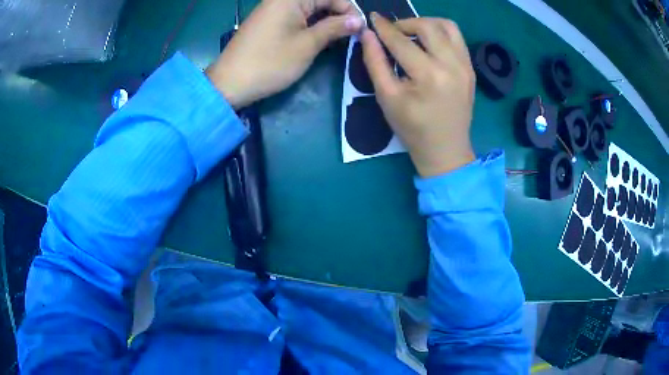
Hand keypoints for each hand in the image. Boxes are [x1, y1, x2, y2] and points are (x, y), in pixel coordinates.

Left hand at [206, 0, 363, 108]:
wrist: (229, 83)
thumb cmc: (270, 63)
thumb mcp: (307, 45)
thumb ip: (334, 28)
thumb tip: (359, 21)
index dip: (349, 10)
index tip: (359, 29)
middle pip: (319, 0)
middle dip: (338, 14)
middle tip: (350, 35)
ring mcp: (273, 9)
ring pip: (309, 8)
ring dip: (325, 20)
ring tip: (337, 38)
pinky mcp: (268, 21)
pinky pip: (296, 15)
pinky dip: (310, 24)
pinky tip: (318, 37)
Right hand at [361, 13, 475, 177]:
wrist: (446, 150)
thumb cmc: (412, 129)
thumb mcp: (387, 97)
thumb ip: (375, 62)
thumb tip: (367, 34)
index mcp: (428, 75)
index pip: (401, 41)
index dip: (383, 27)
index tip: (372, 18)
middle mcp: (452, 65)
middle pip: (428, 26)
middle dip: (405, 23)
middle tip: (392, 31)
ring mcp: (466, 66)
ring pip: (448, 26)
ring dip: (426, 24)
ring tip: (412, 33)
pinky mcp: (471, 69)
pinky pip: (457, 39)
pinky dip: (441, 33)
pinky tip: (429, 44)